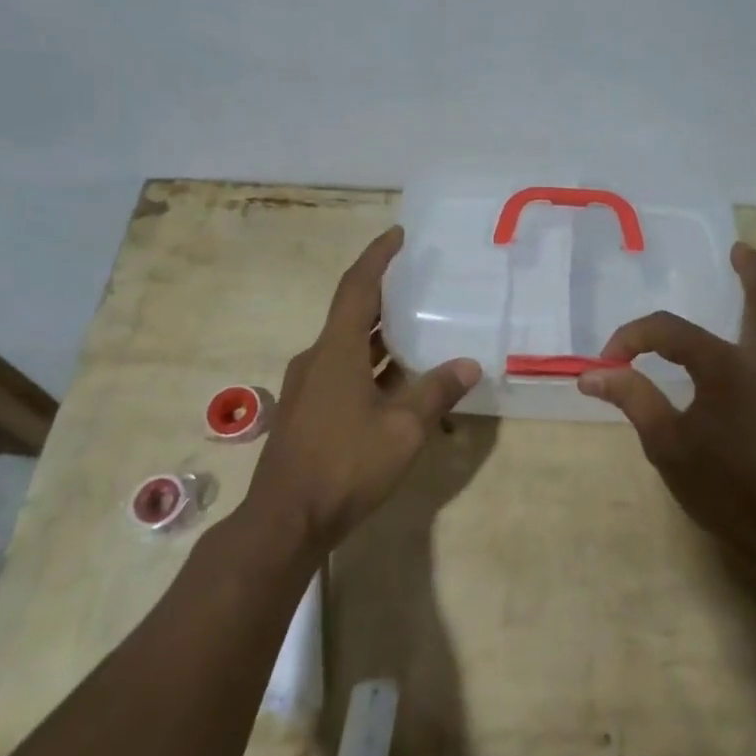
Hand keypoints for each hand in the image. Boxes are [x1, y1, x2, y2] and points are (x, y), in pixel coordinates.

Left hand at [243, 226, 480, 556]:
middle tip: (419, 282)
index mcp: (336, 350)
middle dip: (385, 296)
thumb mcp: (403, 429)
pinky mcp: (309, 412)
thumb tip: (469, 364)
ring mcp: (309, 387)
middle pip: (353, 314)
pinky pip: (345, 373)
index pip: (358, 287)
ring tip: (419, 329)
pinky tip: (401, 385)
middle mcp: (318, 359)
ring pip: (350, 347)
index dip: (378, 256)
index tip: (398, 234)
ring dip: (382, 337)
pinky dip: (373, 368)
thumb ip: (437, 392)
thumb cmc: (345, 465)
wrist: (286, 521)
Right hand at [577, 242, 755, 568]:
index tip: (606, 365)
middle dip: (751, 271)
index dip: (631, 339)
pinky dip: (752, 330)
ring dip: (755, 297)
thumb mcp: (667, 444)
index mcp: (726, 366)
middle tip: (739, 249)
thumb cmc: (724, 487)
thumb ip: (633, 399)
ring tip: (739, 278)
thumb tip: (593, 373)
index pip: (668, 331)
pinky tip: (729, 346)